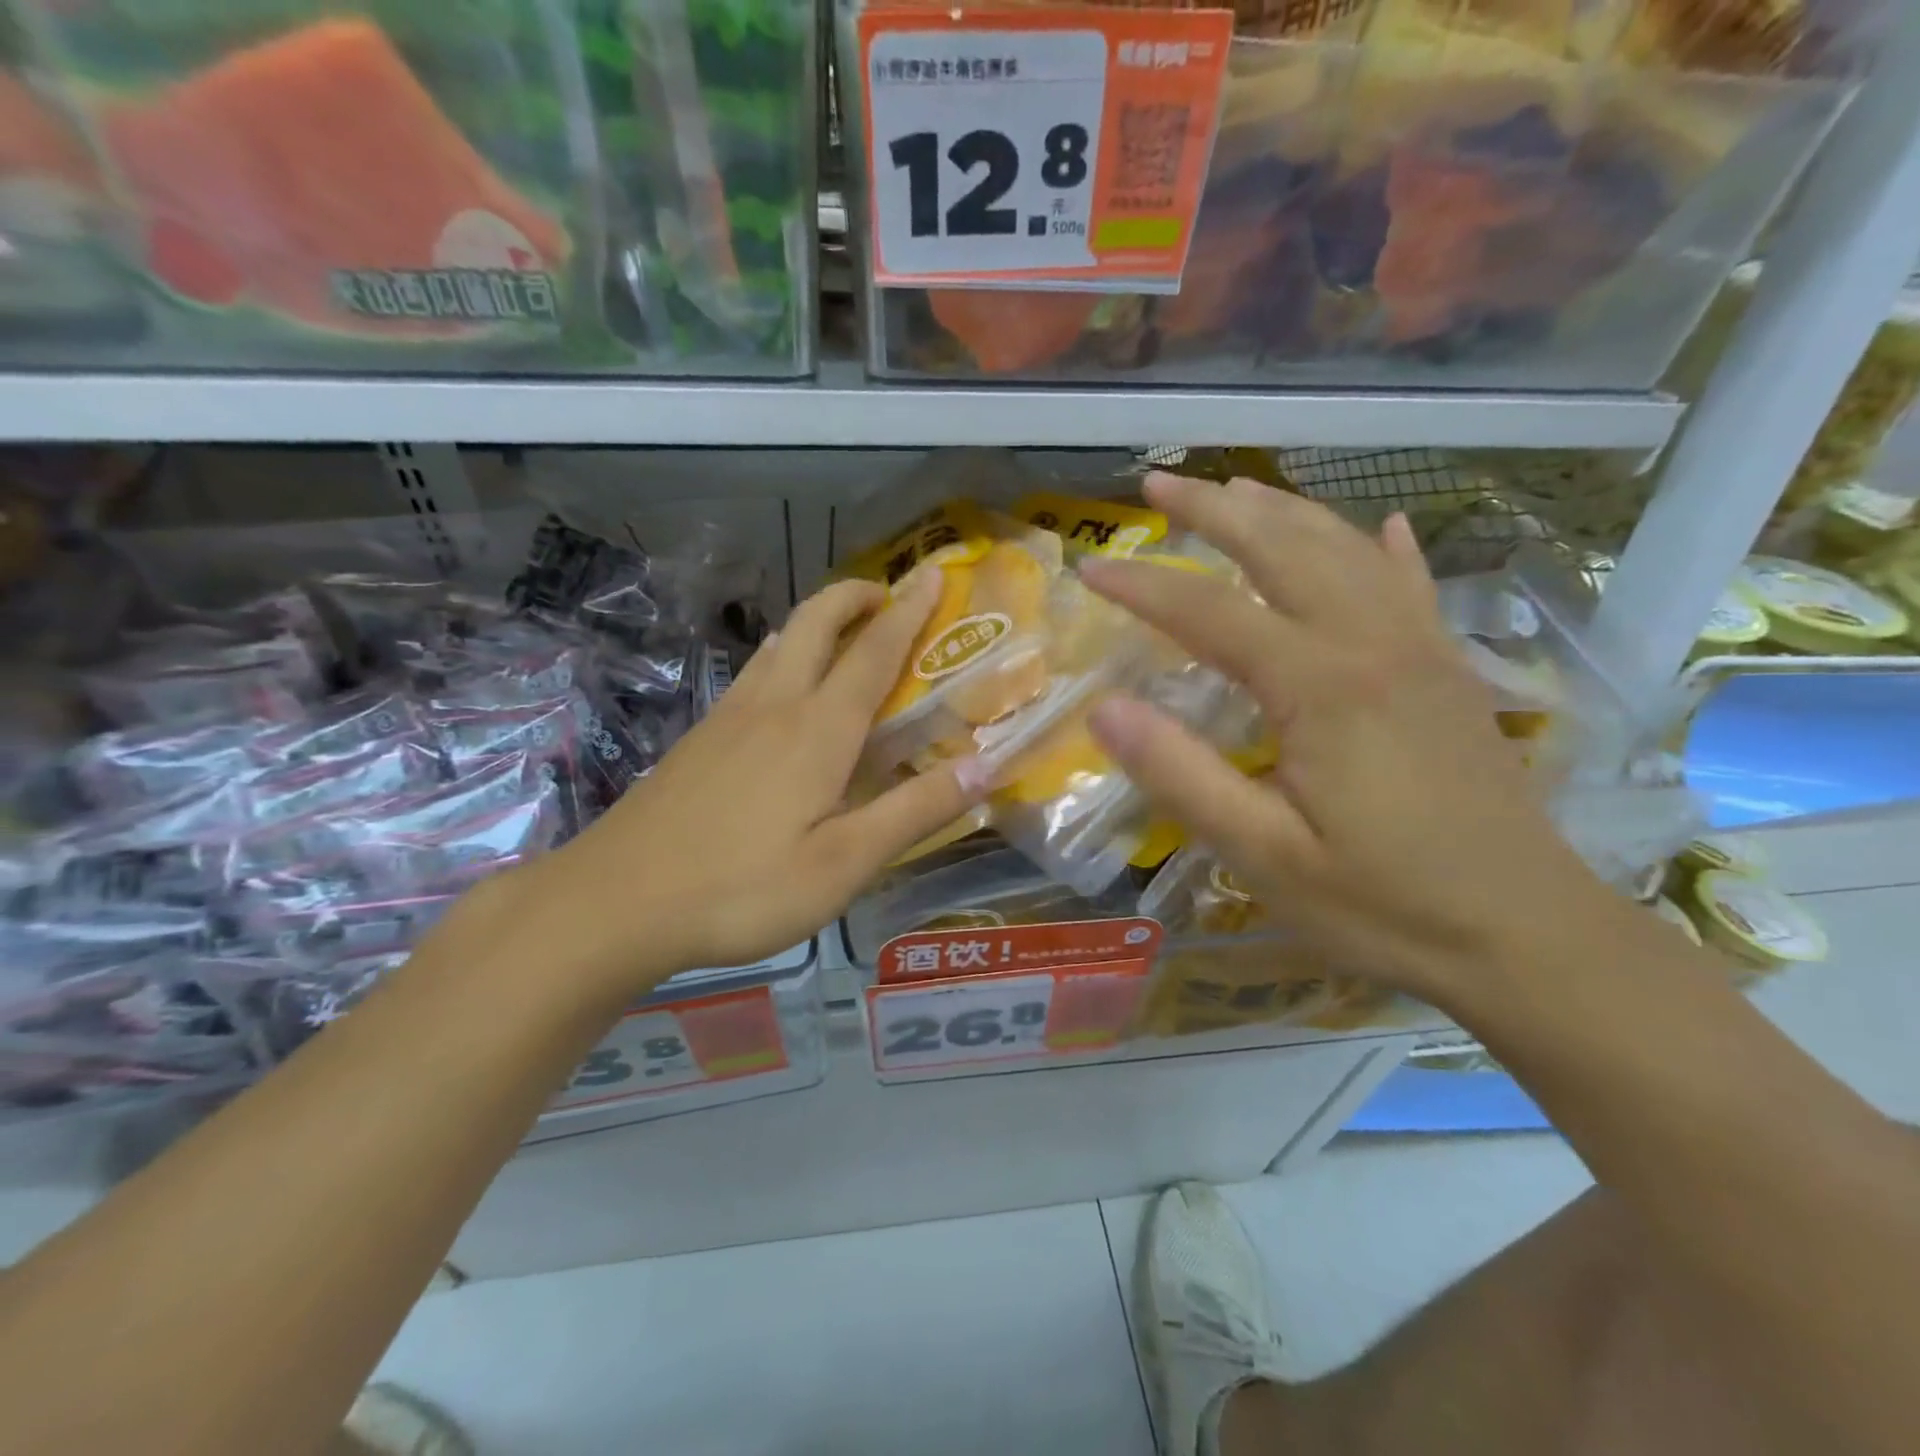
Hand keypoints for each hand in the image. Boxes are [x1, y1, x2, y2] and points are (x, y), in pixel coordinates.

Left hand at [502, 570, 987, 1002]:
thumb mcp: (844, 864)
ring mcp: (729, 717)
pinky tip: (784, 691)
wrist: (616, 901)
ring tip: (846, 632)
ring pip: (780, 644)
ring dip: (818, 622)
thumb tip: (984, 767)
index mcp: (818, 729)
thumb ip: (914, 812)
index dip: (909, 611)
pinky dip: (786, 656)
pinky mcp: (700, 738)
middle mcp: (775, 706)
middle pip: (817, 623)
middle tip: (888, 595)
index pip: (874, 652)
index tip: (931, 575)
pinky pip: (755, 674)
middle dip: (855, 596)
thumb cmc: (742, 887)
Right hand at [1078, 473, 1616, 1012]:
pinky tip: (1379, 525)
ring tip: (1234, 489)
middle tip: (1158, 482)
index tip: (1089, 566)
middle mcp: (1372, 645)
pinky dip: (1385, 548)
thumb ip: (1181, 776)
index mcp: (1322, 686)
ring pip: (1345, 551)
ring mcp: (1420, 652)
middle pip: (1283, 549)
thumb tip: (1103, 709)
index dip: (1144, 584)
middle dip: (1214, 509)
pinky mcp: (1448, 673)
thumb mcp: (1263, 854)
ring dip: (1283, 512)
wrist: (1530, 937)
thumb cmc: (1384, 904)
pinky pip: (1412, 586)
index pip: (1210, 612)